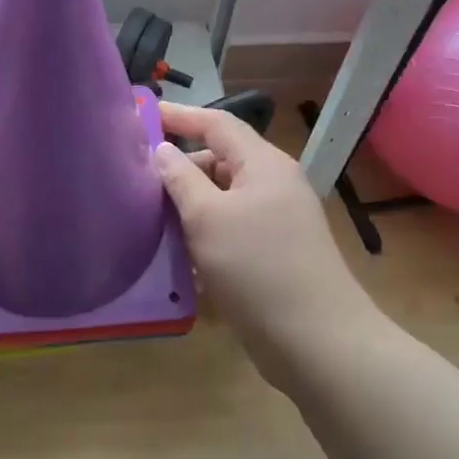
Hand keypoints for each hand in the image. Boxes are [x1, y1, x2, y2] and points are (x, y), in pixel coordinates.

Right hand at [153, 101, 371, 378]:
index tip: (143, 115)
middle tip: (141, 182)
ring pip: (224, 198)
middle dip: (182, 169)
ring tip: (154, 221)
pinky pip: (233, 229)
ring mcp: (278, 221)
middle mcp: (274, 185)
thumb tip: (162, 150)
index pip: (217, 123)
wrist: (317, 343)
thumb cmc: (257, 268)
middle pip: (220, 160)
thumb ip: (180, 179)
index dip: (180, 116)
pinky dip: (206, 234)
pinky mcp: (276, 254)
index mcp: (263, 165)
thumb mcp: (207, 218)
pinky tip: (182, 257)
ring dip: (191, 207)